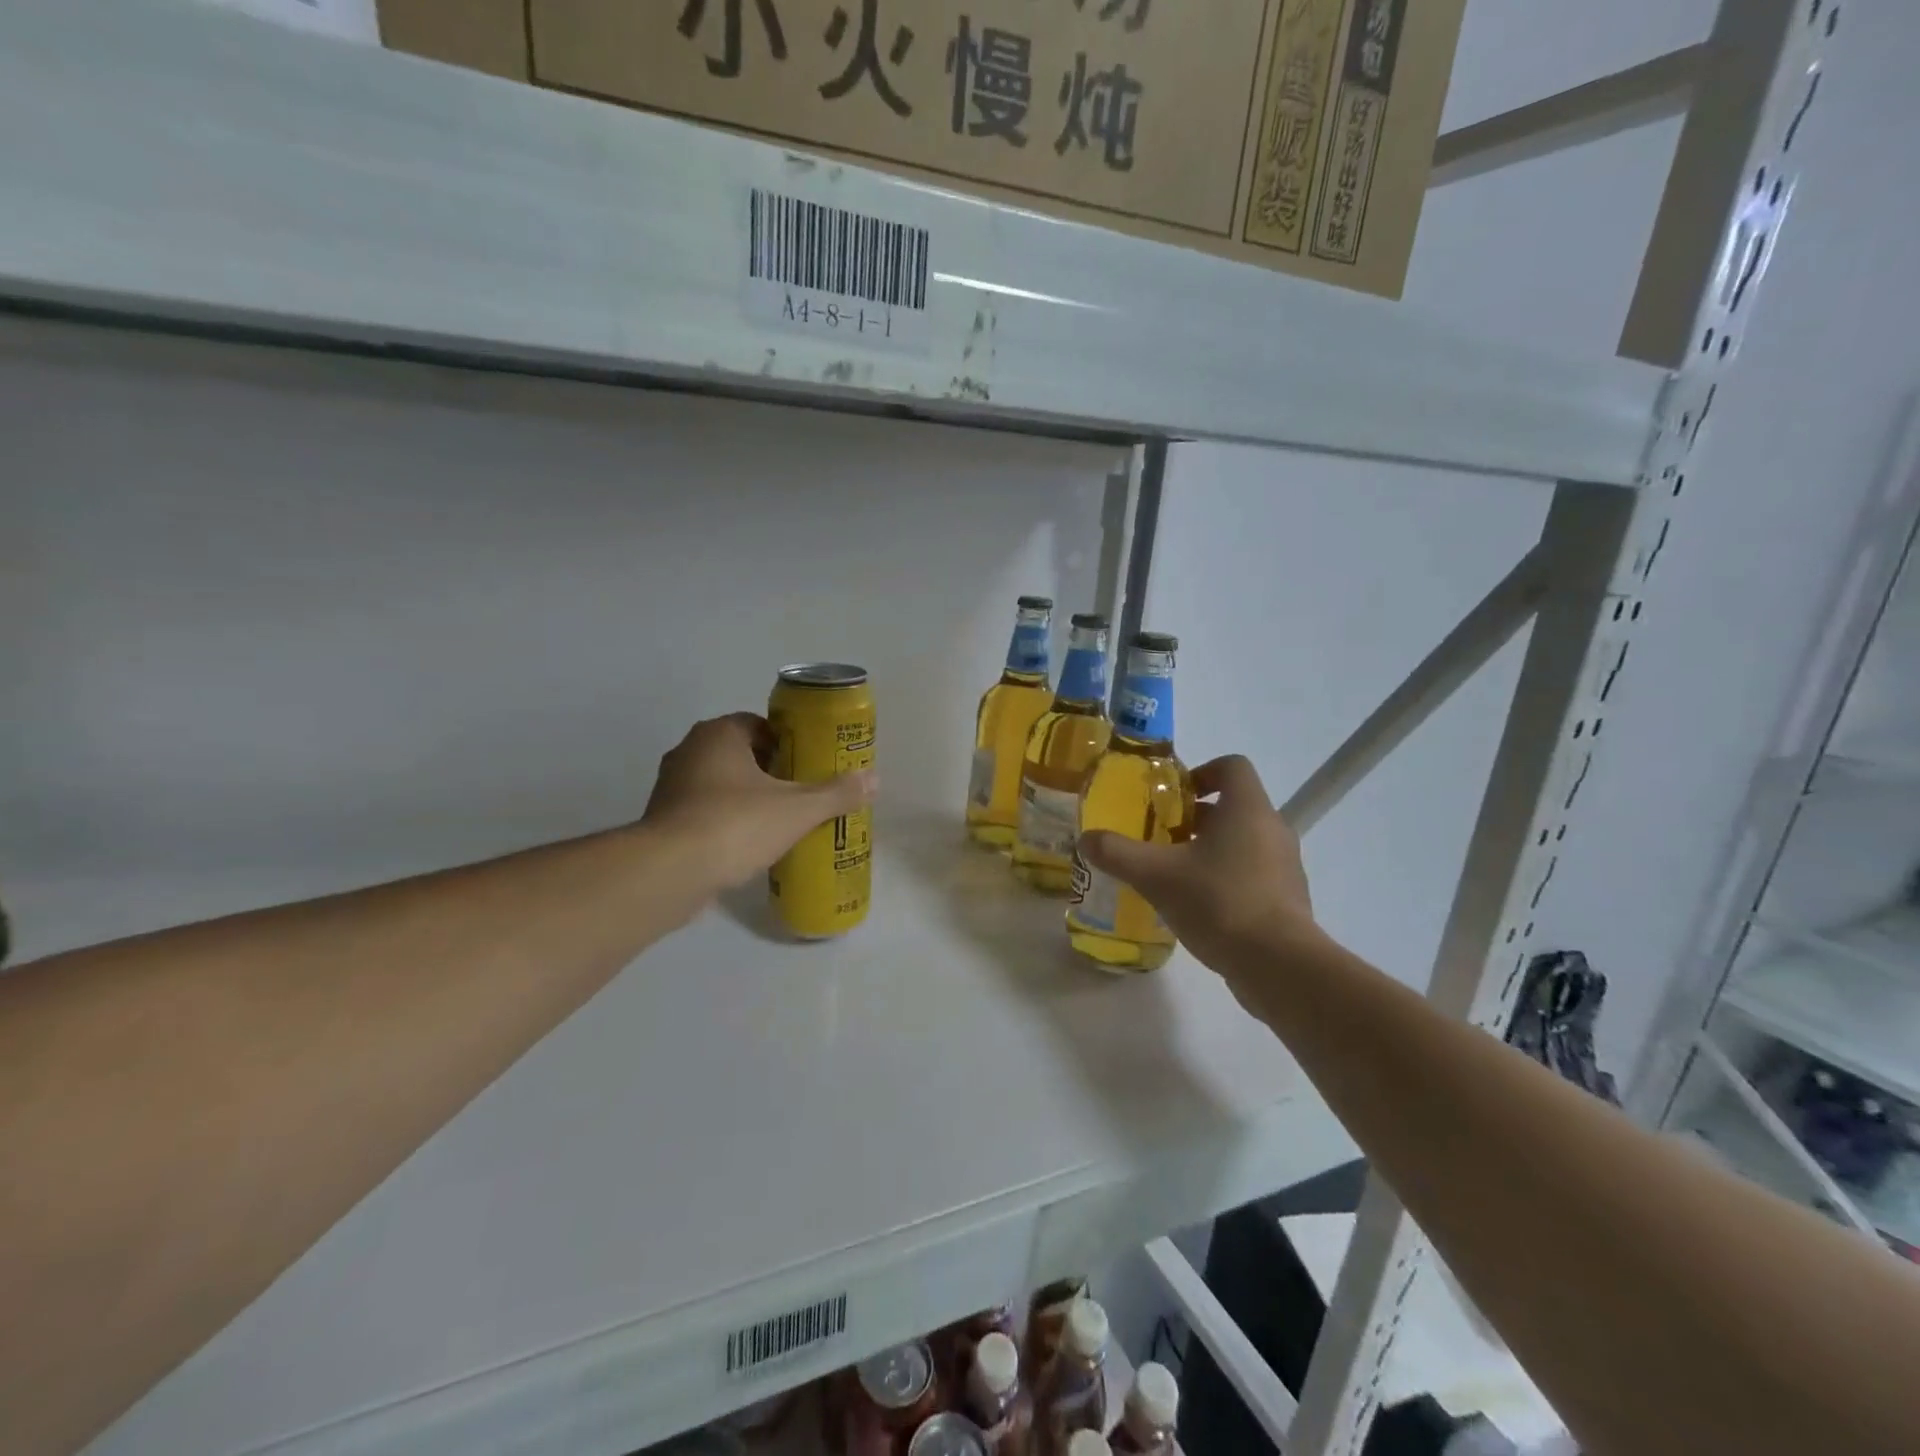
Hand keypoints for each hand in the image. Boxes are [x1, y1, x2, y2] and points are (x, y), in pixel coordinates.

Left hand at [641, 713, 876, 896]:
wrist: (669, 872)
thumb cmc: (735, 824)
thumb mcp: (797, 809)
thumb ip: (836, 793)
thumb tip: (875, 779)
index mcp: (719, 734)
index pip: (759, 725)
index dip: (787, 743)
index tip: (807, 765)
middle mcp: (689, 751)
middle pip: (740, 753)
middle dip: (770, 771)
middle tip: (800, 793)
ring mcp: (671, 786)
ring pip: (720, 783)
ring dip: (746, 797)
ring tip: (779, 821)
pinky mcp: (662, 820)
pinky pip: (703, 811)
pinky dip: (725, 821)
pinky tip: (748, 844)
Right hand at [1078, 755, 1319, 975]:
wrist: (1278, 966)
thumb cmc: (1219, 902)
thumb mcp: (1156, 875)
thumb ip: (1118, 853)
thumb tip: (1086, 839)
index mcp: (1247, 810)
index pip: (1232, 766)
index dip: (1201, 772)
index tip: (1171, 798)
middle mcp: (1272, 829)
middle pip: (1233, 806)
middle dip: (1193, 818)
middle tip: (1160, 838)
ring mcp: (1285, 866)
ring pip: (1242, 842)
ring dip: (1208, 849)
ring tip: (1173, 874)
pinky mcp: (1287, 899)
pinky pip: (1252, 873)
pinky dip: (1224, 878)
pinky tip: (1196, 906)